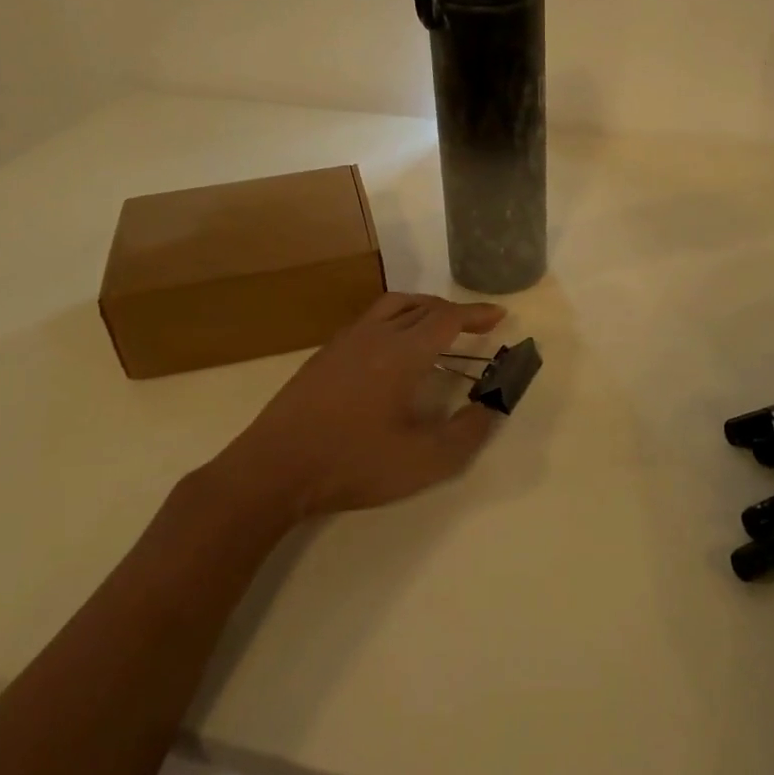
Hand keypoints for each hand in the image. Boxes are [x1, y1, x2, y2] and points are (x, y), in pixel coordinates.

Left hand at [214, 292, 508, 522]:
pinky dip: (394, 320)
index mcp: (403, 352)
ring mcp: (344, 342)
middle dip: (453, 311)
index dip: (476, 314)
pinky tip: (391, 348)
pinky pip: (369, 320)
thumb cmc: (354, 463)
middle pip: (421, 306)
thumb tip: (491, 407)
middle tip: (474, 324)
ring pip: (391, 307)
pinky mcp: (323, 356)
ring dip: (422, 308)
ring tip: (436, 325)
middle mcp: (375, 335)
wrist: (274, 469)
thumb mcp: (424, 460)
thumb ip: (467, 433)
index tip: (499, 315)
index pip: (448, 318)